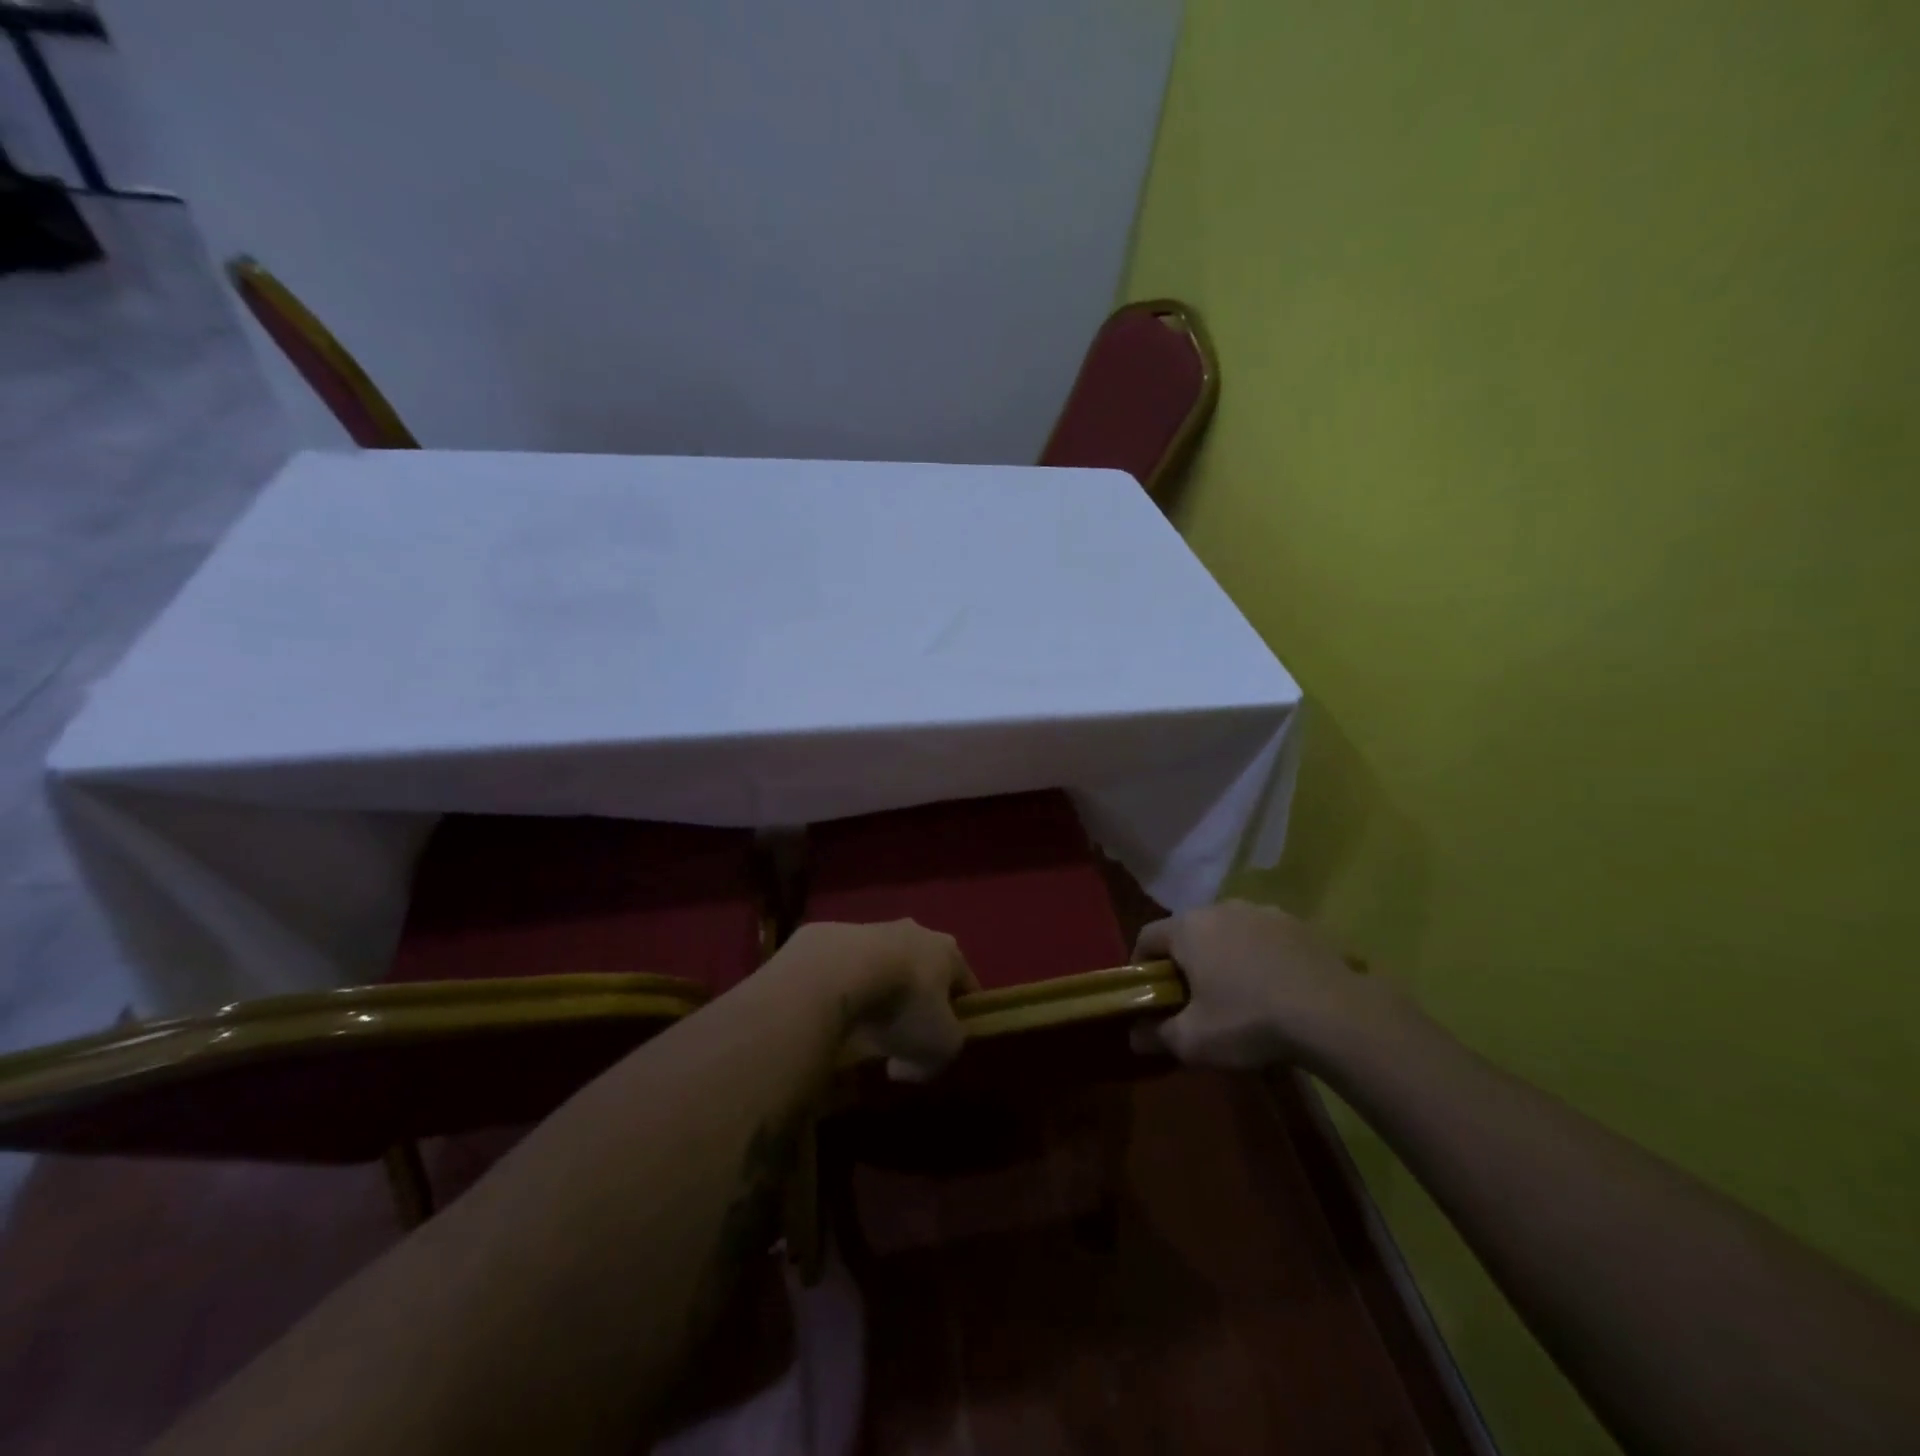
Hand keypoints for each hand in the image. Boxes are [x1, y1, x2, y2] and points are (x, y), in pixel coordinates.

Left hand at [779, 920, 978, 1081]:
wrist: (839, 969)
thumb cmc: (905, 1004)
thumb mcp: (938, 1047)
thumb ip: (937, 1060)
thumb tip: (906, 1067)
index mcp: (949, 952)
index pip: (965, 983)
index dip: (961, 1014)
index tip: (946, 1041)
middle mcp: (917, 932)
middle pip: (925, 971)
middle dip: (917, 1001)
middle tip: (901, 1036)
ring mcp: (875, 928)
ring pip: (887, 966)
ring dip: (881, 992)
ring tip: (863, 1026)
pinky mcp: (837, 934)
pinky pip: (851, 968)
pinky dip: (849, 988)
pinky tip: (837, 1011)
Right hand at [1130, 901, 1396, 1070]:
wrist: (1334, 1014)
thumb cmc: (1249, 1020)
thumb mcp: (1194, 1041)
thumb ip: (1158, 1035)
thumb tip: (1134, 1036)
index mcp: (1187, 928)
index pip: (1147, 936)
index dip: (1141, 965)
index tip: (1149, 994)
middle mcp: (1220, 908)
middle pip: (1188, 931)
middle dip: (1185, 960)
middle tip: (1193, 997)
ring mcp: (1262, 911)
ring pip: (1228, 931)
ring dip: (1224, 955)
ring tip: (1238, 993)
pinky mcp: (1298, 923)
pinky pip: (1264, 938)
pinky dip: (1260, 957)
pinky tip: (1275, 989)